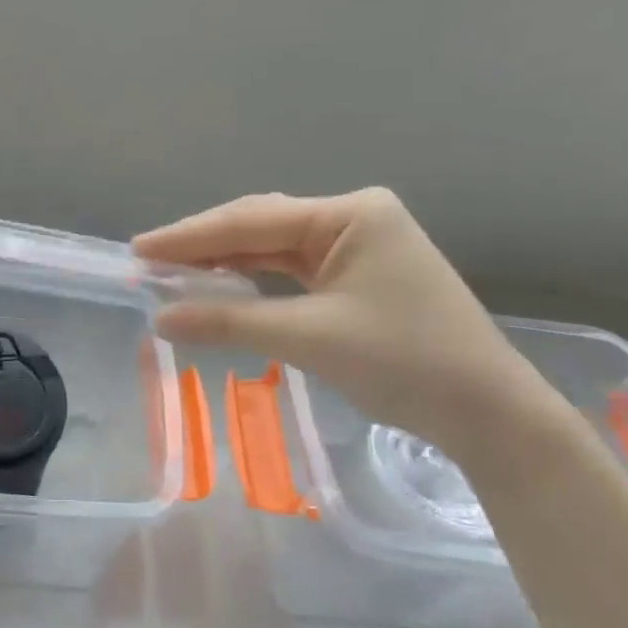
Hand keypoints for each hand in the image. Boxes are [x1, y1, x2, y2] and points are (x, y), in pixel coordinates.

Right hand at [134, 188, 553, 457]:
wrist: (489, 413)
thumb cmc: (405, 362)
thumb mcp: (309, 338)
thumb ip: (229, 322)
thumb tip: (160, 319)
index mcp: (349, 214)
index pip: (250, 222)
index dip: (189, 236)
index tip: (138, 249)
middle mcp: (353, 218)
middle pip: (259, 226)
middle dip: (203, 244)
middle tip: (148, 261)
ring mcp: (358, 246)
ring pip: (272, 248)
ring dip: (224, 262)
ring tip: (172, 271)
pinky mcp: (357, 276)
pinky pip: (290, 270)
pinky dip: (252, 280)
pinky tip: (220, 284)